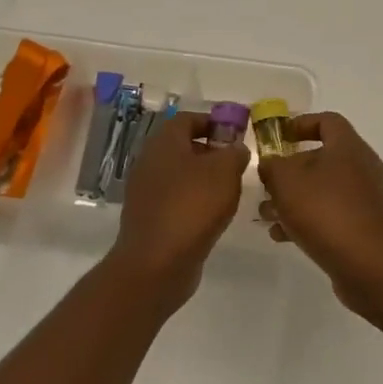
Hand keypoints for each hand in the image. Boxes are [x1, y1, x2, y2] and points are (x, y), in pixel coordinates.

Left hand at [111, 112, 249, 306]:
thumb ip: (235, 153)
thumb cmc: (193, 206)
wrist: (156, 264)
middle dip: (211, 151)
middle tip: (236, 163)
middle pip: (183, 146)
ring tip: (229, 191)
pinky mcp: (149, 218)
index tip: (236, 134)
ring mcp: (146, 192)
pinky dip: (194, 201)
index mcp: (164, 142)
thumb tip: (235, 149)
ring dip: (204, 178)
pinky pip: (175, 199)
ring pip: (179, 174)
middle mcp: (150, 162)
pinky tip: (212, 215)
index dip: (213, 121)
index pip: (187, 118)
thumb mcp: (225, 171)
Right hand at [257, 112, 382, 312]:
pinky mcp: (369, 228)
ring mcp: (370, 200)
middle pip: (324, 159)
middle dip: (291, 172)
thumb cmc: (327, 211)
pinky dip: (310, 221)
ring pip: (326, 190)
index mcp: (349, 147)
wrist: (372, 265)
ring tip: (268, 216)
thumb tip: (271, 164)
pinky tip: (284, 237)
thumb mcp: (287, 182)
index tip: (279, 136)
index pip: (327, 121)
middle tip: (267, 186)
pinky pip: (335, 216)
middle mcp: (365, 168)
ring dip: (296, 200)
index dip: (301, 124)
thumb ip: (273, 166)